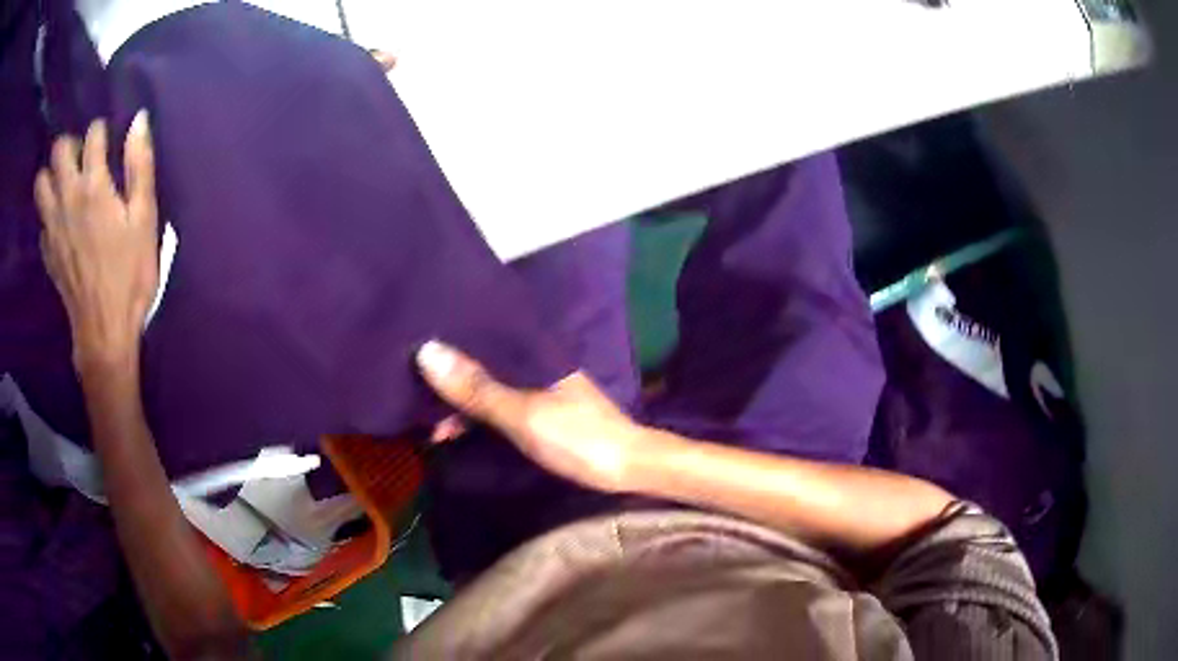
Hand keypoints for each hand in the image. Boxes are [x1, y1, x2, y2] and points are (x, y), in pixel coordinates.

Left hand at [34, 113, 158, 372]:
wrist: (104, 331)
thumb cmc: (130, 273)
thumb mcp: (144, 218)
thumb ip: (139, 165)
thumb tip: (140, 119)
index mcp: (93, 185)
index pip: (92, 133)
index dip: (102, 132)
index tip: (108, 146)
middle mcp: (67, 198)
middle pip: (58, 150)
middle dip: (70, 146)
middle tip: (81, 162)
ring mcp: (52, 226)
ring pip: (41, 183)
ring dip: (52, 176)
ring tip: (65, 186)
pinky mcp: (47, 251)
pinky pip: (41, 220)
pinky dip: (49, 214)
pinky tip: (61, 225)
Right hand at [416, 341, 645, 492]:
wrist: (628, 469)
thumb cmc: (578, 438)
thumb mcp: (523, 414)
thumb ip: (478, 388)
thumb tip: (426, 351)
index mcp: (533, 353)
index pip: (482, 333)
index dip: (448, 339)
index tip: (410, 348)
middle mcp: (534, 364)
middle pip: (482, 360)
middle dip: (448, 373)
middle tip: (408, 388)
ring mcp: (539, 389)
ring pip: (488, 385)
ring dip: (460, 398)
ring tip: (425, 416)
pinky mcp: (541, 413)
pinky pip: (499, 404)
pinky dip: (477, 414)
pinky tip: (456, 427)